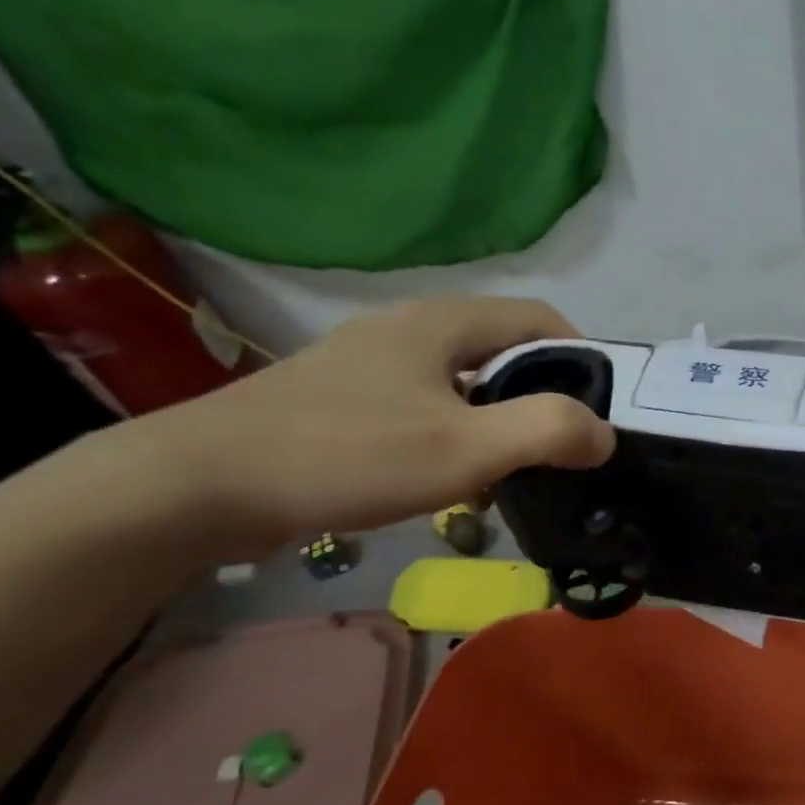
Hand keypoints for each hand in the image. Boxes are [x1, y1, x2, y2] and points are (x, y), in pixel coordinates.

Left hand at [131, 296, 613, 556]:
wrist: (201, 486)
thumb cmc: (347, 456)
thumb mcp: (465, 449)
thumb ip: (547, 433)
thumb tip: (604, 433)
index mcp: (439, 323)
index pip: (537, 317)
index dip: (580, 355)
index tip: (598, 407)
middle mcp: (405, 329)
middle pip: (500, 349)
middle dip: (539, 395)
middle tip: (556, 447)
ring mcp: (367, 364)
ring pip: (460, 382)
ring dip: (495, 420)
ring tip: (508, 471)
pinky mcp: (341, 400)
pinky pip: (423, 406)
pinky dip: (453, 434)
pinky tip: (446, 481)